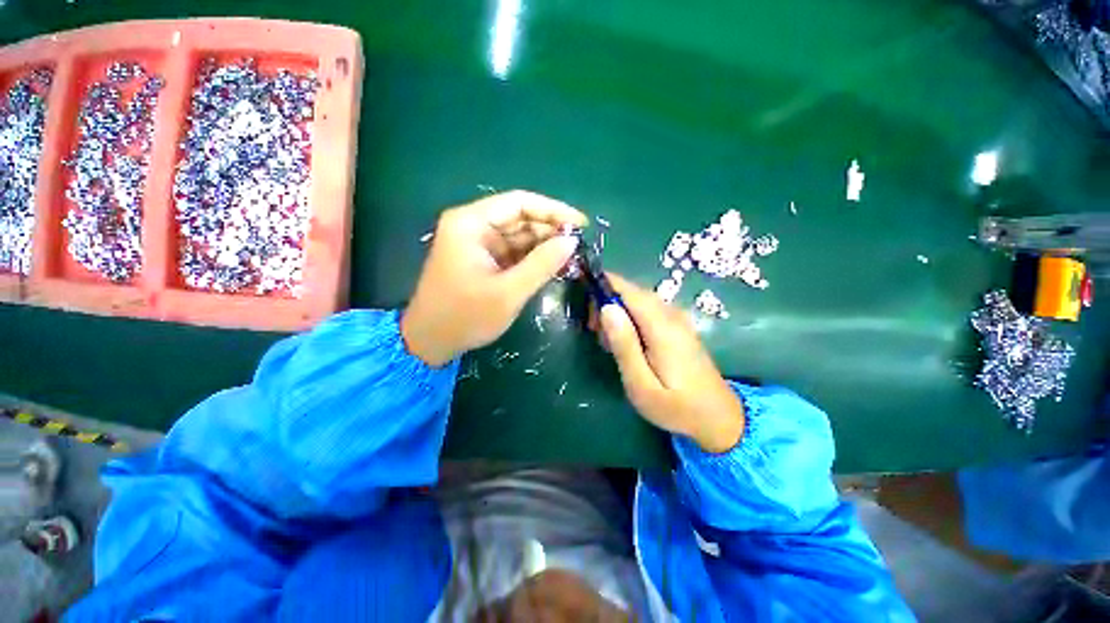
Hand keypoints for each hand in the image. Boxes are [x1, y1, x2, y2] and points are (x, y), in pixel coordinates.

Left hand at [402, 190, 586, 366]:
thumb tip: (572, 242)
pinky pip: (513, 252)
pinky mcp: (483, 259)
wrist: (430, 341)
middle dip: (550, 231)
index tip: (581, 225)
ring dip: (544, 246)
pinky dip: (533, 259)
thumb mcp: (508, 292)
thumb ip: (541, 265)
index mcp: (471, 223)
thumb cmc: (465, 316)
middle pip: (520, 218)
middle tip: (579, 247)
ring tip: (571, 259)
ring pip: (519, 236)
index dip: (553, 210)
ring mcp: (478, 243)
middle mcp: (473, 226)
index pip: (519, 203)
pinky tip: (552, 267)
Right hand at [594, 274, 744, 453]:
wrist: (718, 417)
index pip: (629, 290)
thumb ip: (624, 345)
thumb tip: (607, 308)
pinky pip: (648, 310)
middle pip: (633, 292)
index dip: (604, 286)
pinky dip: (630, 317)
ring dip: (618, 311)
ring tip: (608, 341)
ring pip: (639, 300)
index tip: (585, 300)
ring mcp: (678, 319)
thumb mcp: (641, 384)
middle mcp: (671, 314)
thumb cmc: (675, 407)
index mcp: (662, 326)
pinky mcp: (678, 326)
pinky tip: (627, 341)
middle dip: (607, 302)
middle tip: (595, 331)